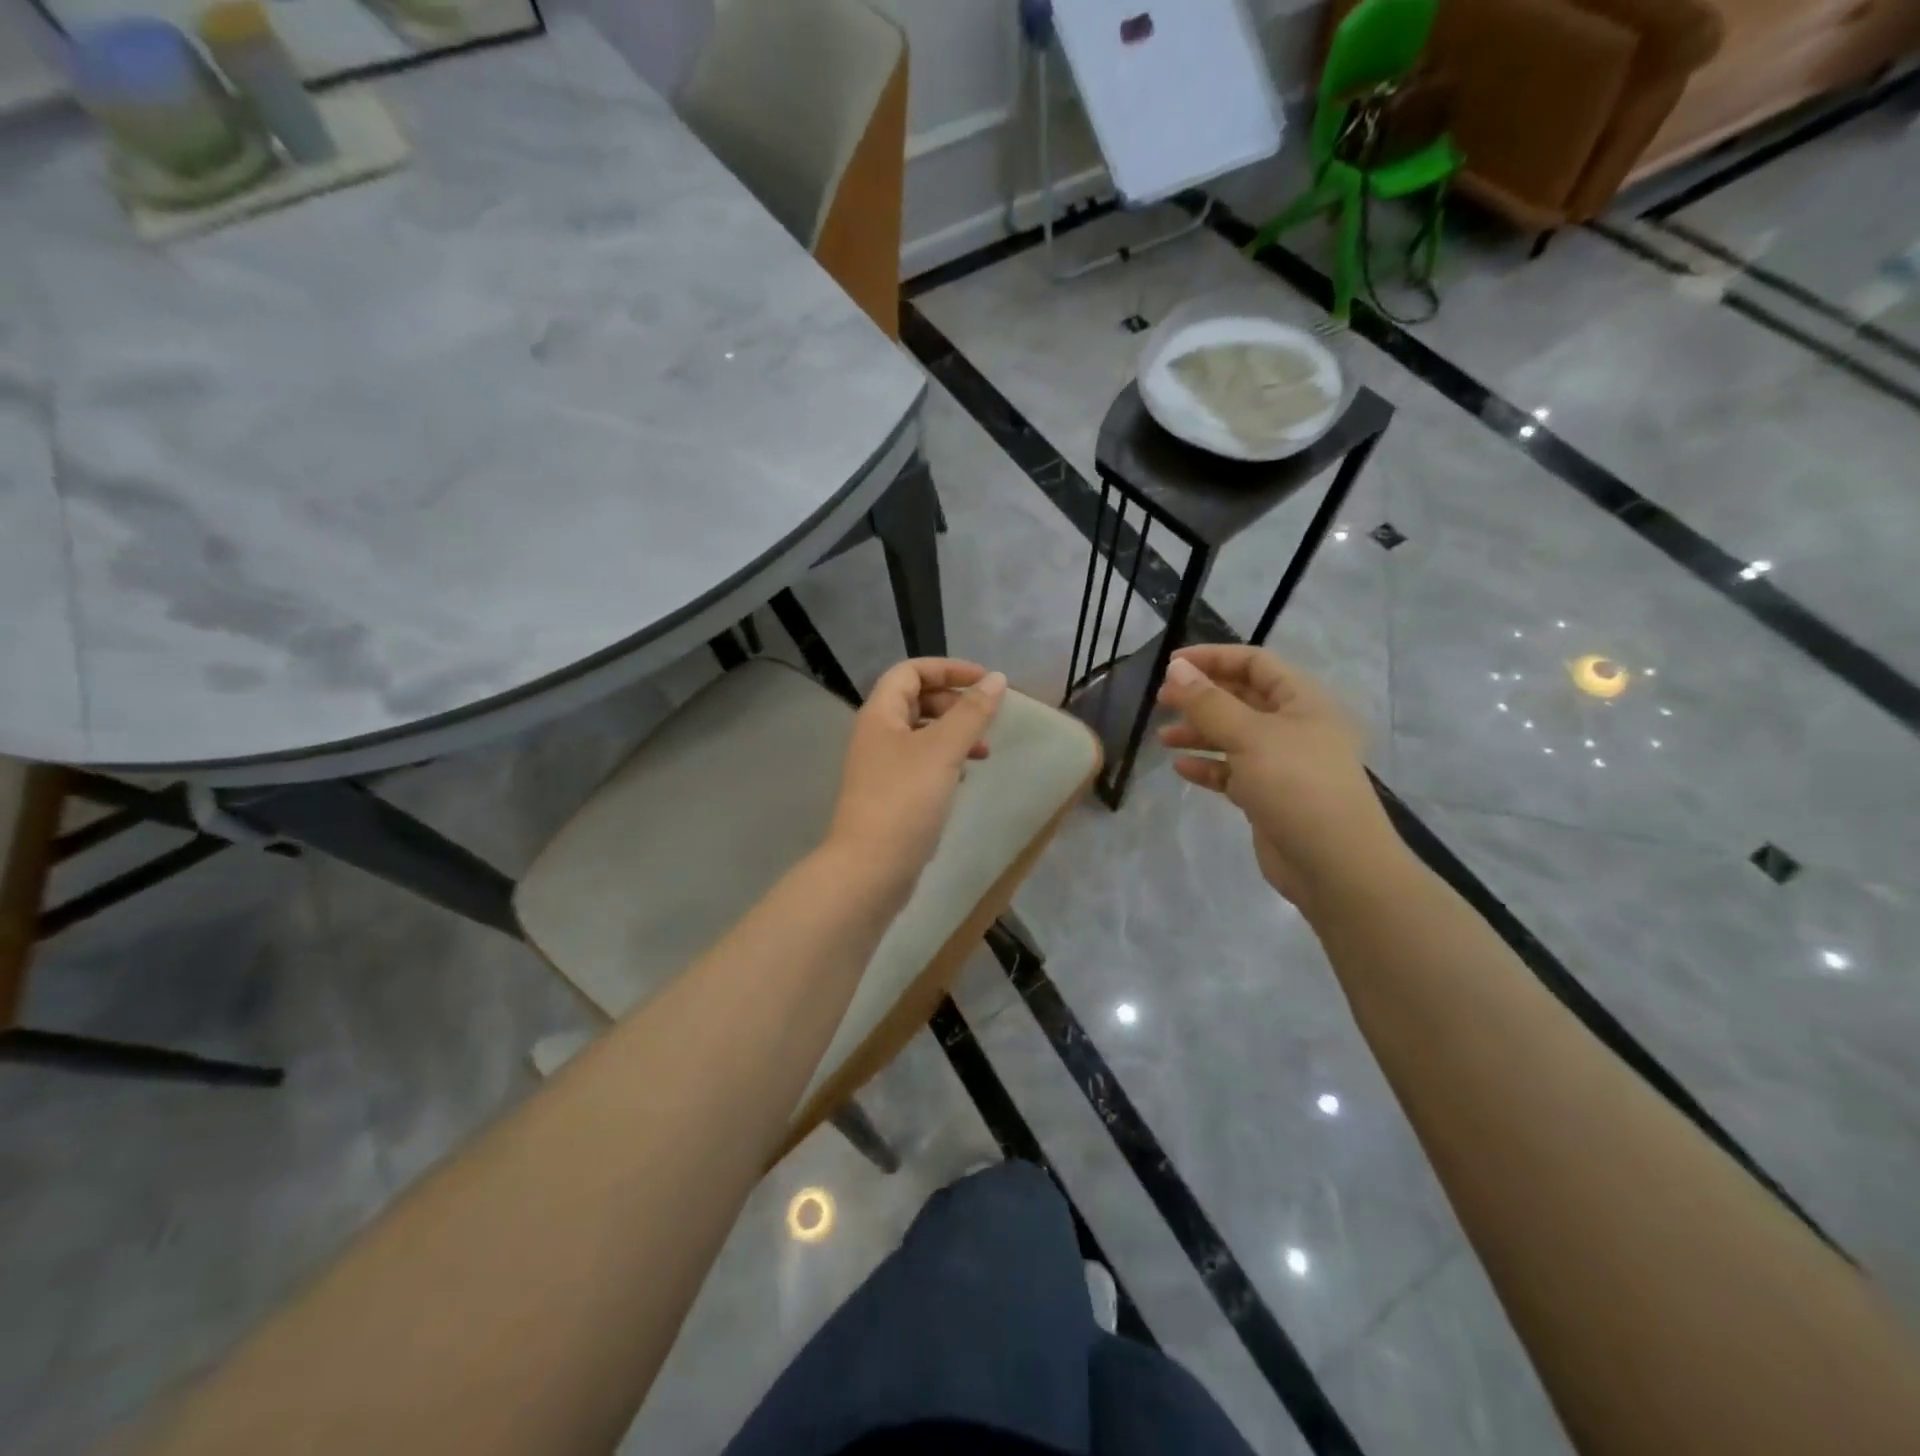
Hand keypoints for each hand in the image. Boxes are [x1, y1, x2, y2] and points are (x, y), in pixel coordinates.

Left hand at [827, 658, 1007, 899]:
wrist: (870, 868)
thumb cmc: (905, 800)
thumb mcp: (943, 750)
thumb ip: (972, 712)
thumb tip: (997, 678)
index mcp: (880, 714)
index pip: (910, 671)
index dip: (948, 669)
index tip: (985, 681)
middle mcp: (876, 734)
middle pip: (916, 700)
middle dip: (954, 703)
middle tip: (985, 719)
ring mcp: (881, 767)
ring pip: (922, 734)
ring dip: (954, 734)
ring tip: (984, 752)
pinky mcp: (891, 794)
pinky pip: (922, 763)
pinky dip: (946, 761)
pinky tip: (965, 777)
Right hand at [1156, 646, 1400, 912]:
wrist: (1334, 865)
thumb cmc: (1297, 786)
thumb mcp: (1250, 737)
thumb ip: (1209, 703)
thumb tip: (1175, 670)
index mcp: (1303, 701)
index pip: (1255, 663)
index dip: (1214, 658)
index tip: (1171, 666)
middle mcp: (1295, 727)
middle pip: (1242, 699)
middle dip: (1202, 697)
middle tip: (1162, 701)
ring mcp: (1282, 764)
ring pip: (1234, 737)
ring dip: (1199, 733)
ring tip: (1164, 738)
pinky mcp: (1269, 796)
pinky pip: (1233, 772)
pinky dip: (1208, 767)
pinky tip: (1181, 769)